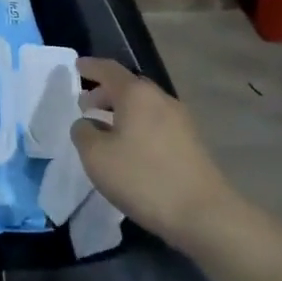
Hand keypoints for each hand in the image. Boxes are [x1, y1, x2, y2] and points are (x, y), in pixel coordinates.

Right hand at [71, 57, 233, 246]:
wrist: (204, 214)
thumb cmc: (143, 178)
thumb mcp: (96, 157)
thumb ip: (83, 133)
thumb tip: (87, 124)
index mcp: (136, 94)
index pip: (109, 69)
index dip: (91, 67)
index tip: (77, 66)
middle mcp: (160, 99)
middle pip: (129, 86)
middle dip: (105, 92)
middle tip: (85, 105)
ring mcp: (180, 120)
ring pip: (144, 106)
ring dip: (122, 111)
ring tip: (104, 129)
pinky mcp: (191, 142)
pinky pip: (156, 122)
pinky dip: (138, 125)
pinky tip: (130, 148)